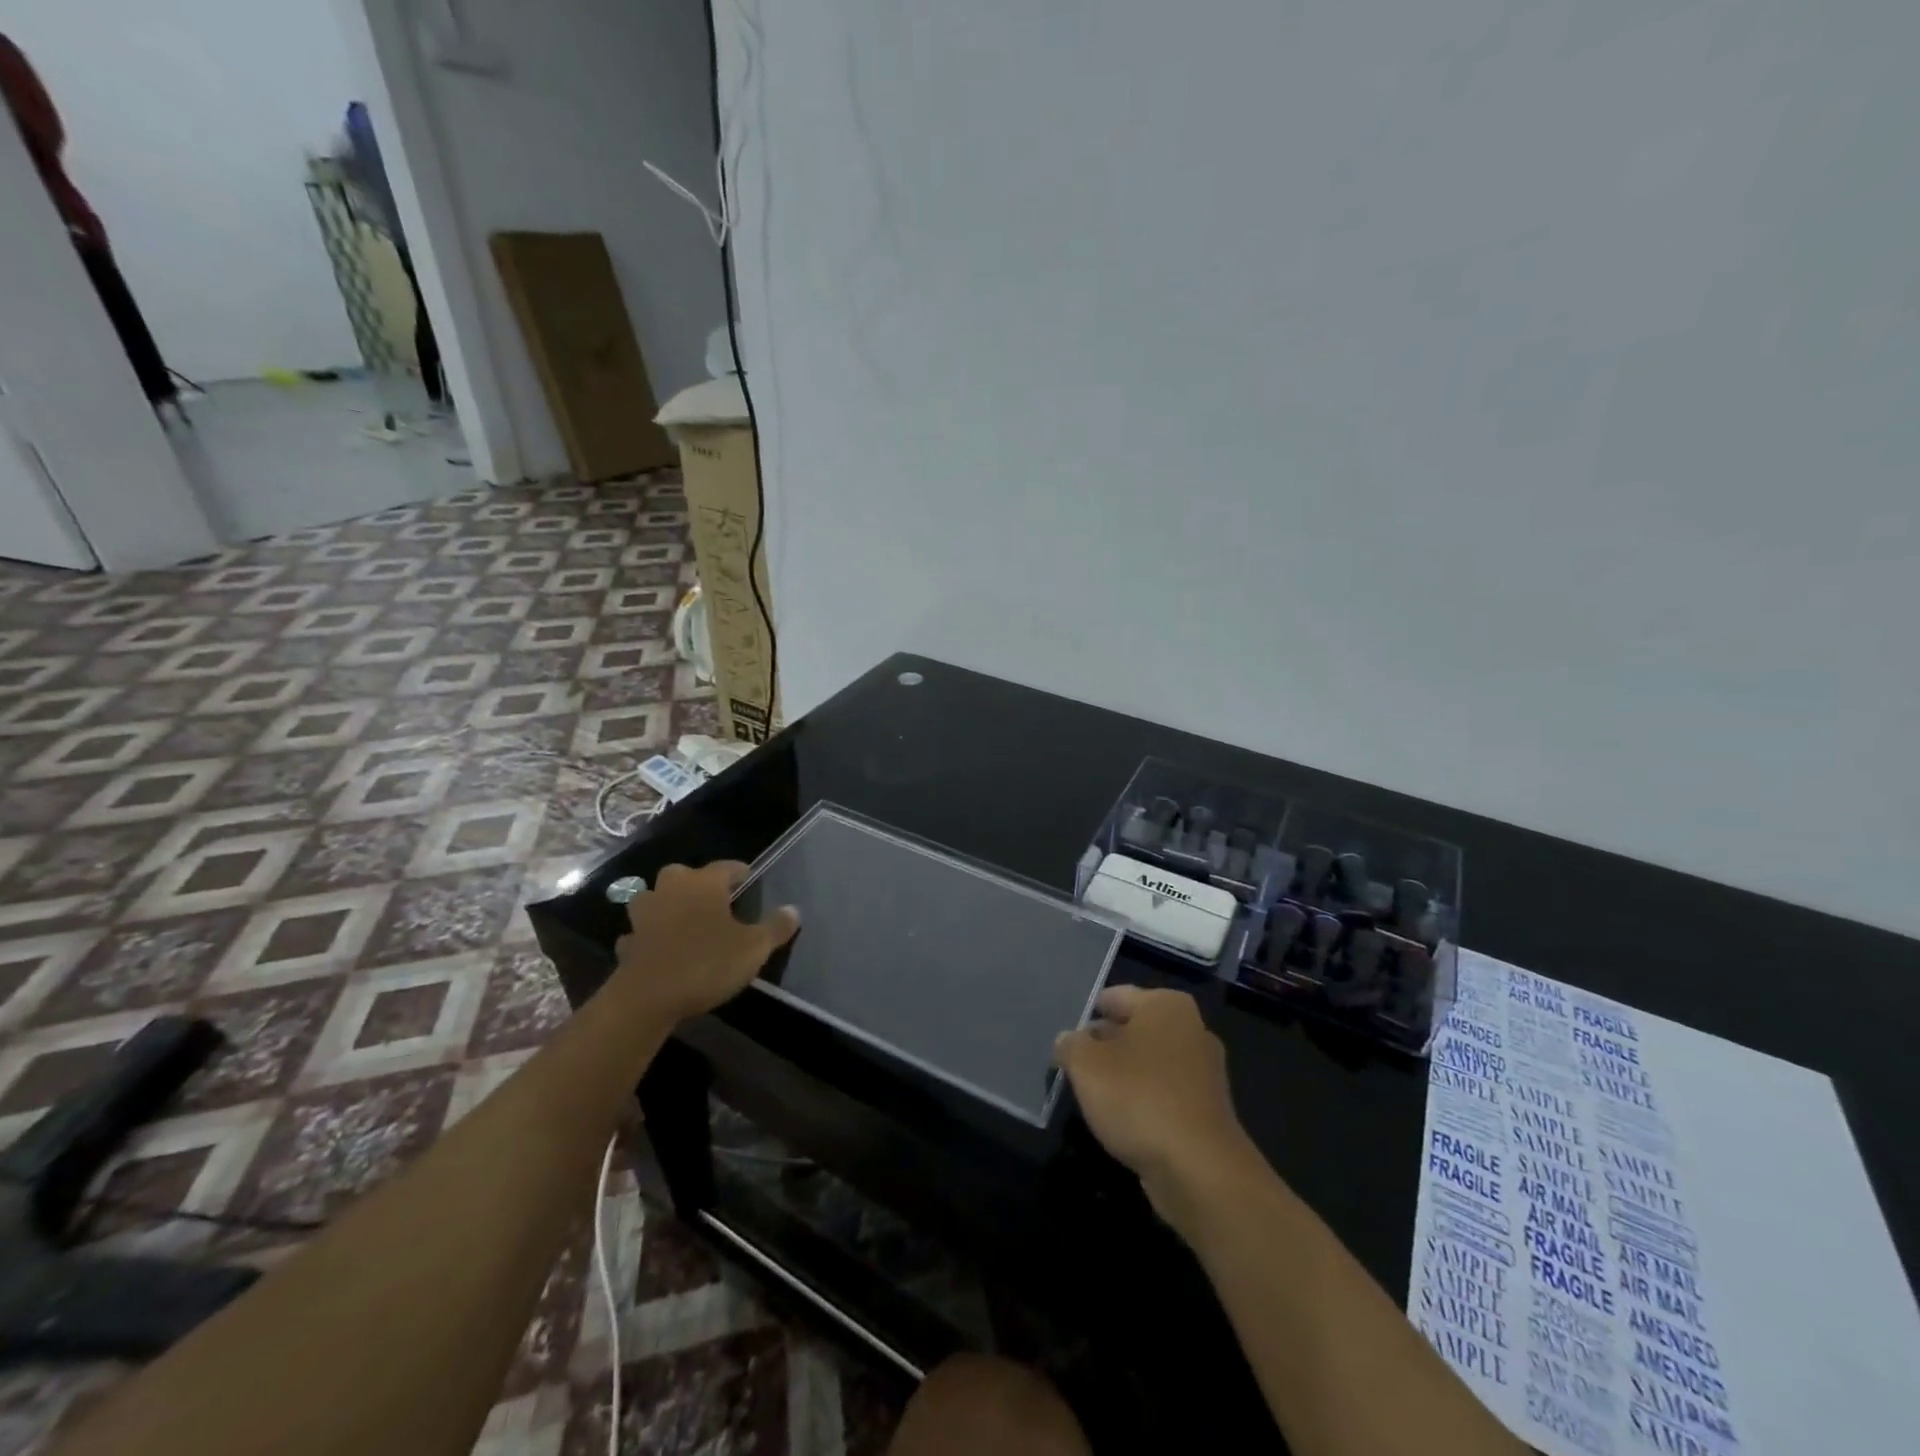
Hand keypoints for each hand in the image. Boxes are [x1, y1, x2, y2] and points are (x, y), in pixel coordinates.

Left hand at [613, 862, 798, 1020]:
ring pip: (654, 899)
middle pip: (683, 874)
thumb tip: (794, 909)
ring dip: (665, 904)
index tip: (749, 879)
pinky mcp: (628, 943)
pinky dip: (648, 937)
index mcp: (704, 884)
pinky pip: (639, 932)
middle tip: (714, 899)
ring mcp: (644, 915)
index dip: (739, 872)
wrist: (648, 997)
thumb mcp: (754, 948)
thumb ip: (775, 927)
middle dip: (697, 883)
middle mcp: (671, 890)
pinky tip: (659, 948)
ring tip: (682, 919)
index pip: (726, 866)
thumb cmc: (707, 963)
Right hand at [1054, 986, 1258, 1228]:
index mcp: (1165, 1005)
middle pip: (1134, 1028)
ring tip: (1096, 1096)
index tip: (1068, 1040)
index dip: (1087, 1016)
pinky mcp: (1208, 1108)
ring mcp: (1204, 1069)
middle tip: (1076, 1067)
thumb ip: (1071, 1045)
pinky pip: (1165, 1092)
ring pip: (1150, 1062)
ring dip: (1124, 1075)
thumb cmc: (1138, 1098)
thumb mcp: (1086, 1065)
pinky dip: (1145, 1100)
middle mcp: (1191, 1028)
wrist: (1199, 1169)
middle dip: (1105, 1045)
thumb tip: (1069, 1040)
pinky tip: (1125, 1121)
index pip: (1115, 997)